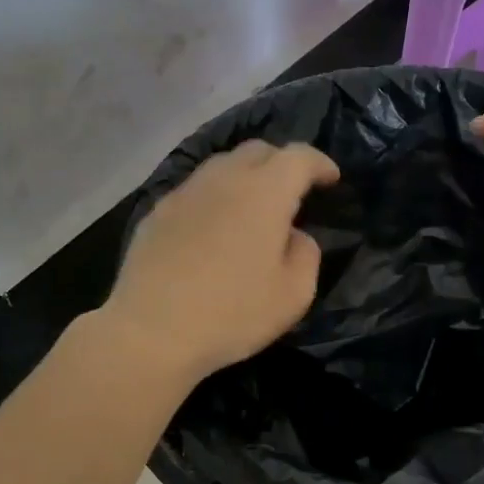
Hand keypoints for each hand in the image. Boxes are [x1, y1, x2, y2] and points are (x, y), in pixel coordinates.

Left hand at [104, 140, 339, 385]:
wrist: (152, 332)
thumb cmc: (233, 314)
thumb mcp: (294, 294)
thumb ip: (306, 254)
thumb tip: (293, 235)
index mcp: (264, 193)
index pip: (299, 157)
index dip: (320, 163)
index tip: (331, 179)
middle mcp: (224, 179)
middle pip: (259, 151)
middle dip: (283, 163)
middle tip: (294, 191)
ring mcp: (185, 193)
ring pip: (223, 166)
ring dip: (246, 177)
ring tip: (254, 207)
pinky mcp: (157, 212)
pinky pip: (196, 190)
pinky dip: (216, 197)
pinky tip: (216, 227)